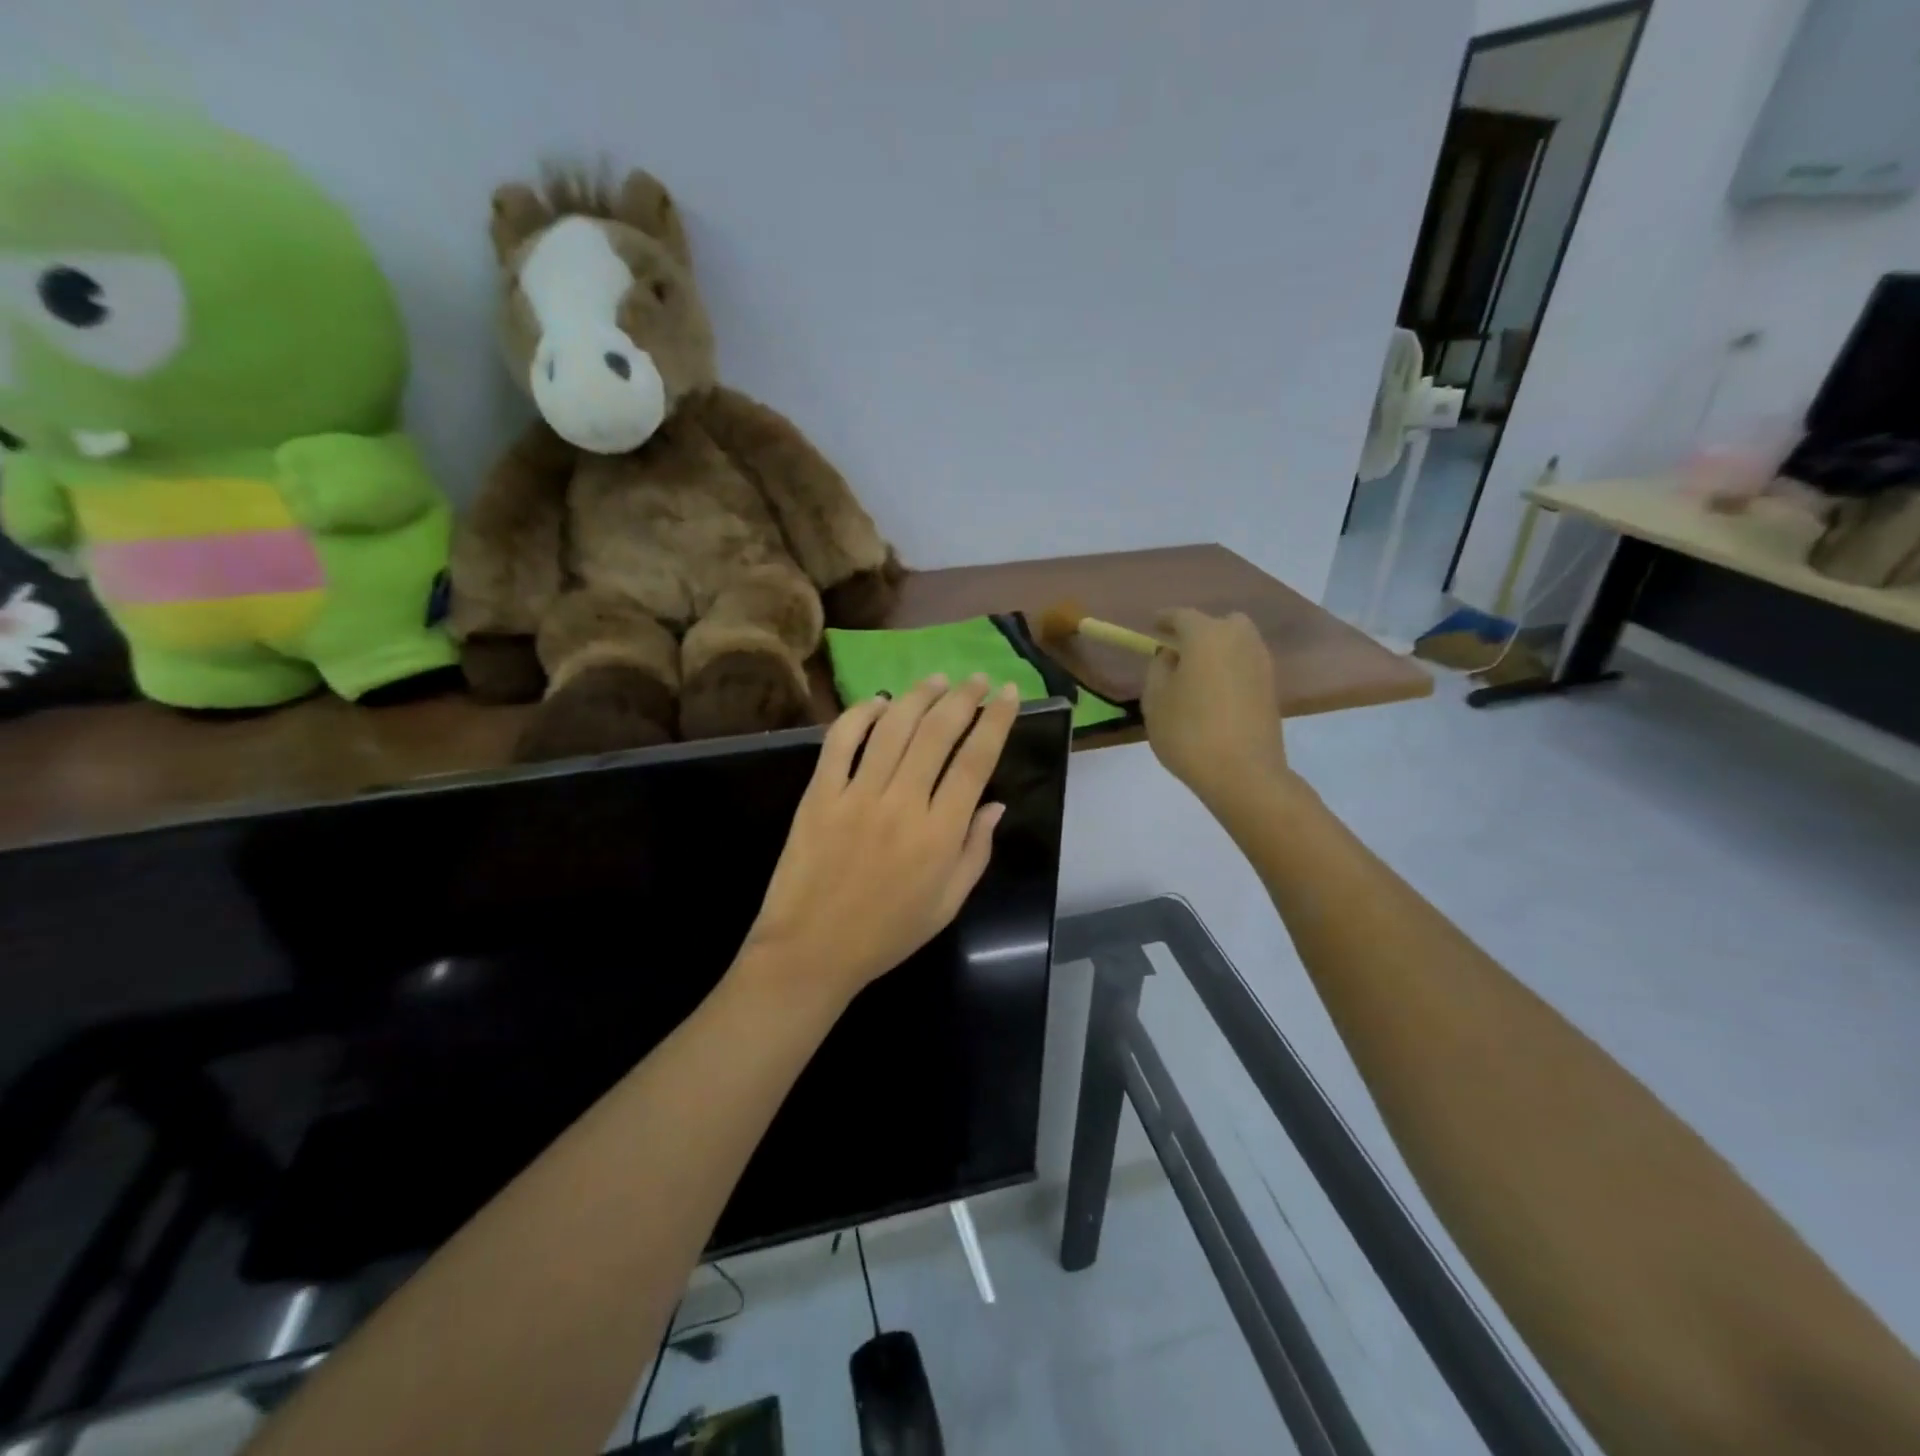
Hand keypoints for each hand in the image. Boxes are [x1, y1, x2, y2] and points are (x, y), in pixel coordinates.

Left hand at [739, 674, 1019, 1004]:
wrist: (811, 952)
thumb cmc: (886, 934)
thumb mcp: (947, 904)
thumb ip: (976, 851)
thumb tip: (996, 804)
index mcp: (940, 834)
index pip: (976, 761)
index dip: (996, 721)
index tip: (1007, 694)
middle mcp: (902, 804)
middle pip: (938, 733)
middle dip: (963, 697)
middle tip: (975, 678)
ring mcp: (857, 795)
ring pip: (894, 728)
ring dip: (919, 696)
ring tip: (936, 680)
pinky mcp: (819, 795)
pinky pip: (840, 741)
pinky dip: (860, 714)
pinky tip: (878, 703)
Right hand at [1142, 609, 1288, 801]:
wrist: (1243, 773)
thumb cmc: (1189, 733)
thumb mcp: (1155, 700)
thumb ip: (1158, 669)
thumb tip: (1170, 655)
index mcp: (1206, 636)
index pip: (1182, 616)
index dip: (1164, 619)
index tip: (1152, 625)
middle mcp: (1239, 639)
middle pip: (1218, 623)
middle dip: (1198, 632)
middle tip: (1179, 652)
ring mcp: (1261, 662)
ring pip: (1236, 643)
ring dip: (1217, 650)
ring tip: (1196, 675)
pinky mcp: (1271, 687)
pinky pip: (1246, 665)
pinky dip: (1230, 669)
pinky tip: (1215, 692)